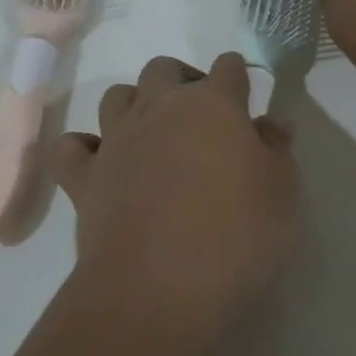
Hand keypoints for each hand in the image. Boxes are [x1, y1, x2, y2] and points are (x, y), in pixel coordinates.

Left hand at [50, 53, 298, 333]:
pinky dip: (84, 149)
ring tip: (152, 136)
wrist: (160, 288)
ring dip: (134, 105)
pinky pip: (71, 147)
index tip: (245, 97)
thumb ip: (277, 149)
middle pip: (164, 69)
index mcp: (213, 105)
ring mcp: (116, 140)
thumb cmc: (237, 236)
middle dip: (182, 81)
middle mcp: (159, 109)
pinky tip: (101, 165)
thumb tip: (270, 122)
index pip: (229, 67)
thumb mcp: (283, 194)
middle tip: (200, 118)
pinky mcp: (83, 177)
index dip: (239, 77)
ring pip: (116, 96)